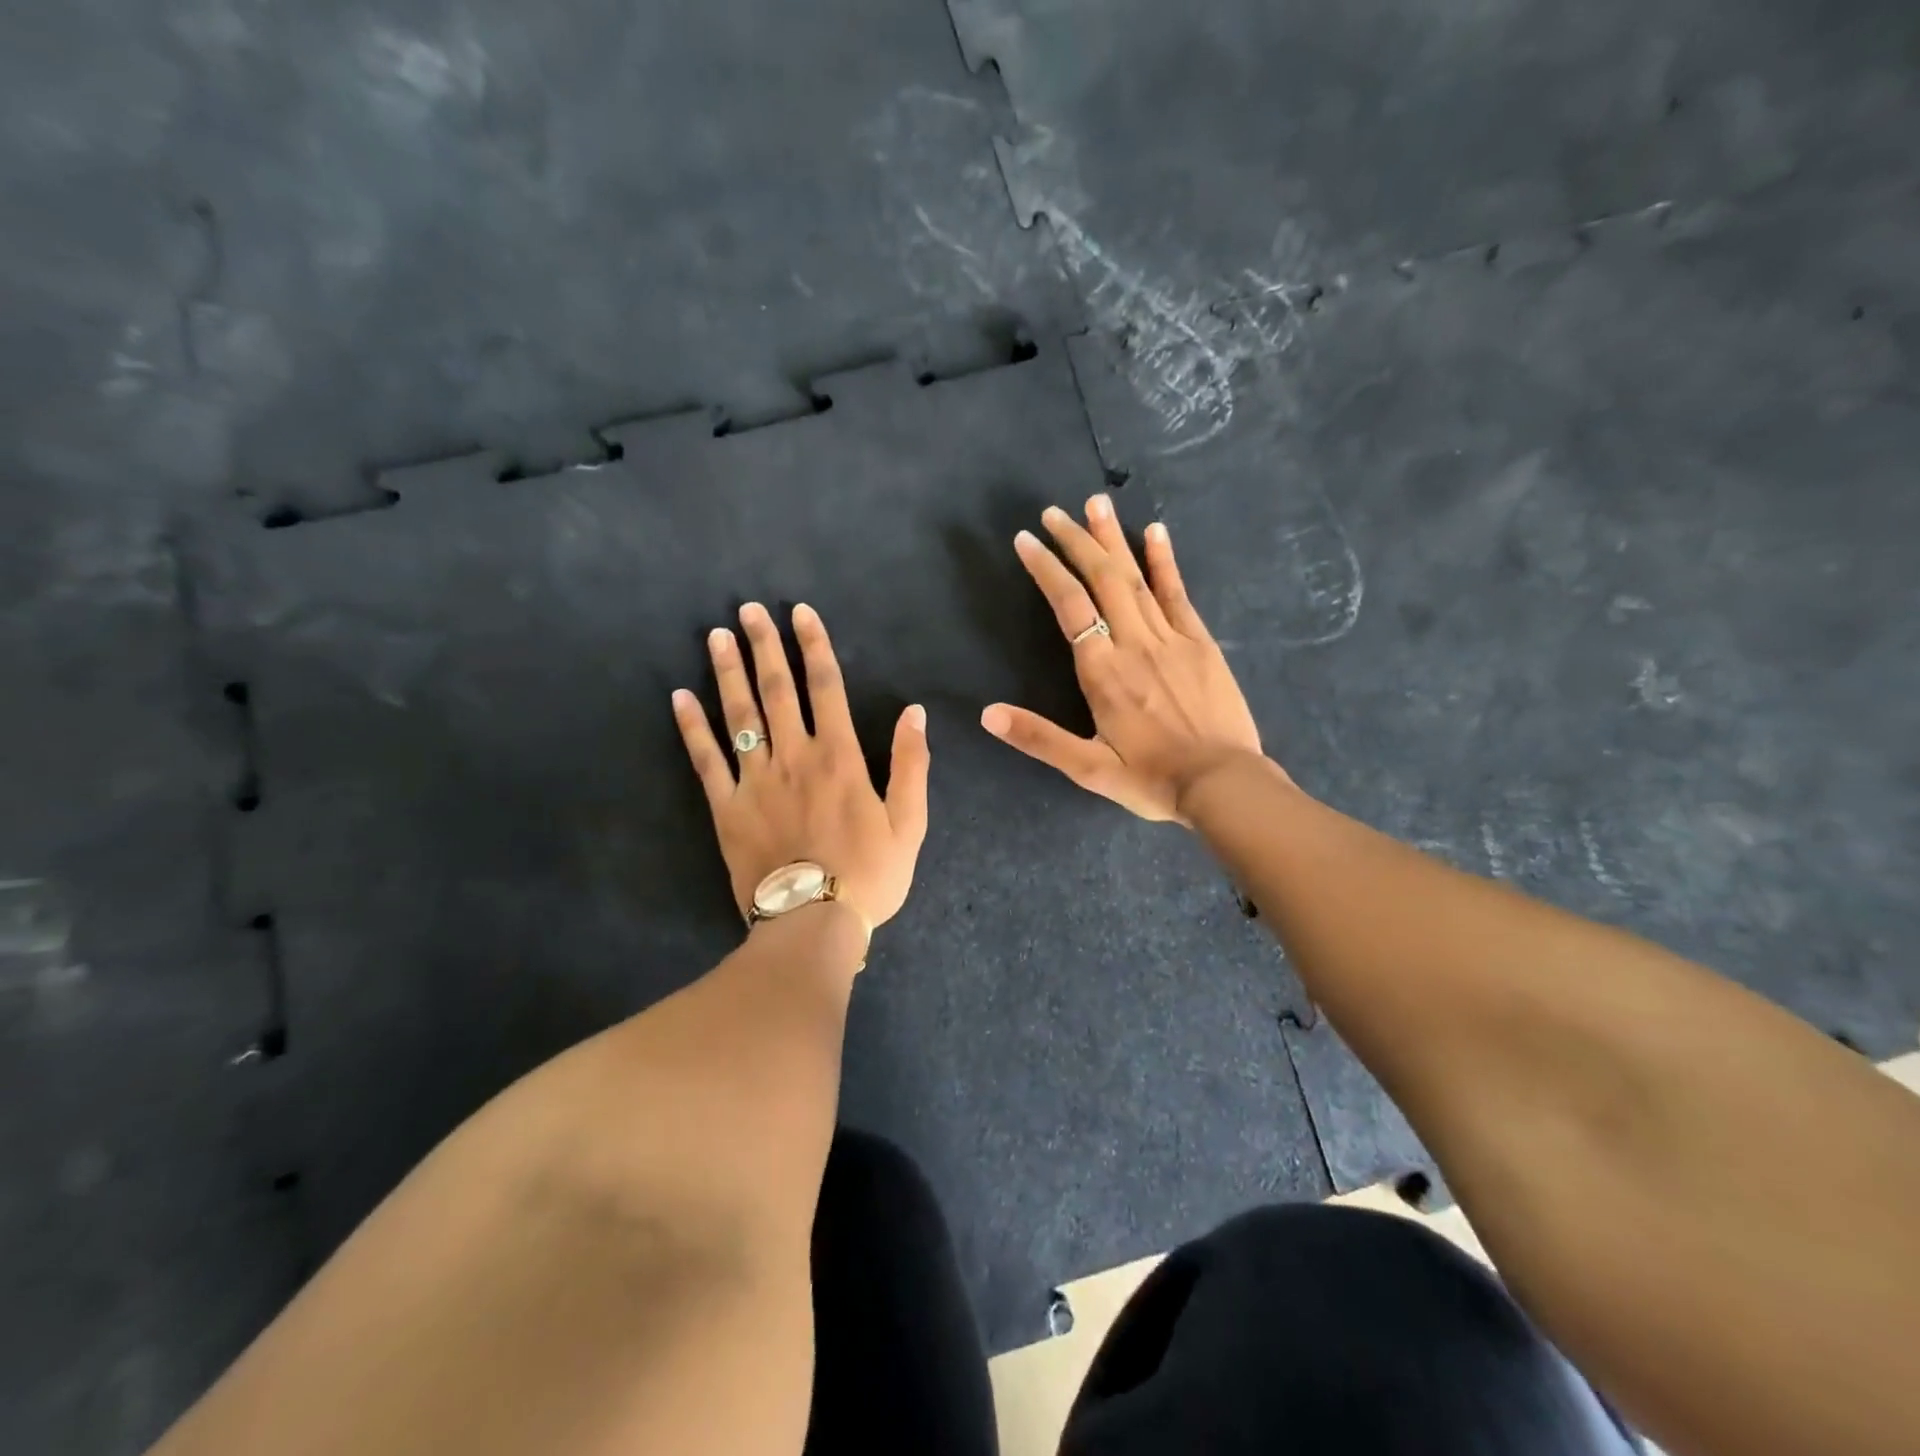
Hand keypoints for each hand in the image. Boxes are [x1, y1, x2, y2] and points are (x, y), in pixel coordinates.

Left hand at [672, 602, 929, 928]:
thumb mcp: (910, 822)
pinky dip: (691, 728)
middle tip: (749, 610)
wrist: (814, 923)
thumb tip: (914, 712)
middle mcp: (795, 756)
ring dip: (728, 672)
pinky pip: (706, 760)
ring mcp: (756, 781)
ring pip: (740, 715)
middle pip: (777, 690)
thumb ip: (912, 764)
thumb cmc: (870, 874)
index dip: (814, 645)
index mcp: (840, 757)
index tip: (800, 613)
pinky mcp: (727, 808)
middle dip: (765, 646)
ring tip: (717, 636)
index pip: (826, 687)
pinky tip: (679, 697)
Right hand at [981, 496, 1266, 823]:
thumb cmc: (1151, 779)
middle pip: (1101, 579)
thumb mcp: (1088, 768)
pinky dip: (1164, 561)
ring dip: (1112, 539)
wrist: (1223, 784)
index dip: (1046, 569)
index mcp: (1102, 672)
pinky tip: (1155, 531)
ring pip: (1135, 578)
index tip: (1026, 540)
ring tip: (1093, 503)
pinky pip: (1178, 593)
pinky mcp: (1200, 643)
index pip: (1069, 606)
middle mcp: (1133, 643)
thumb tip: (987, 713)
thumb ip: (1038, 738)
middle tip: (1053, 512)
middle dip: (1075, 541)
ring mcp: (1170, 638)